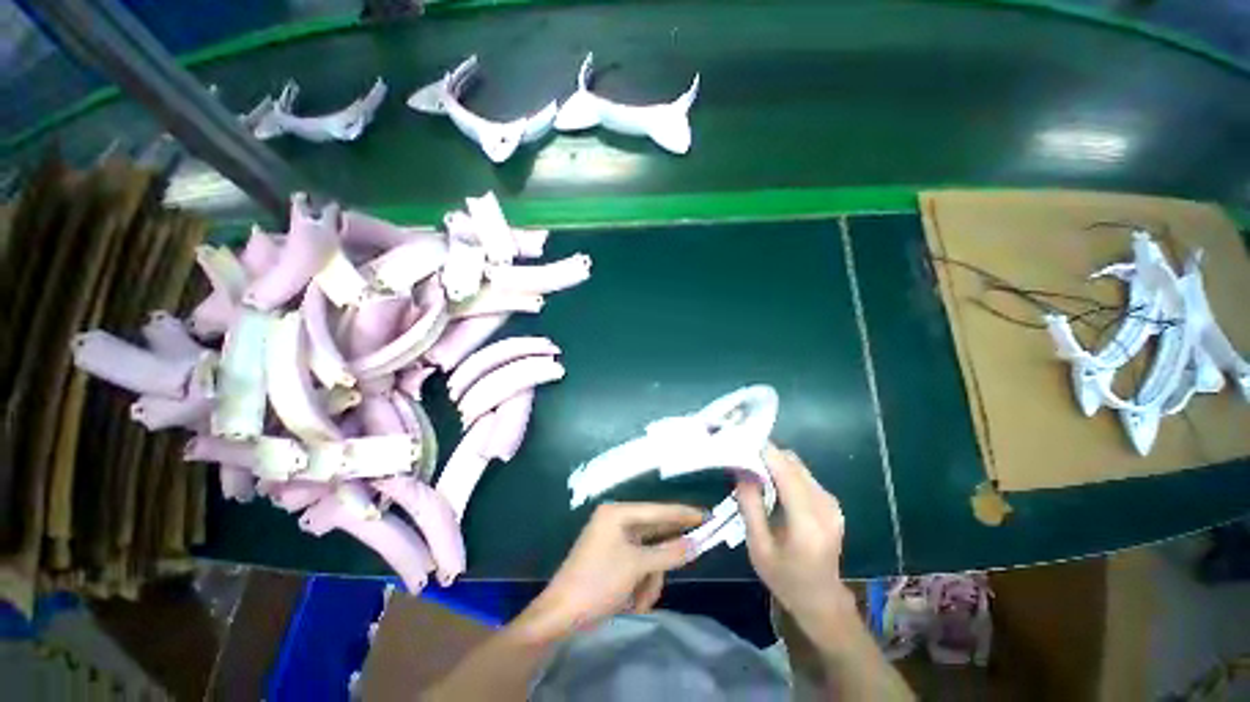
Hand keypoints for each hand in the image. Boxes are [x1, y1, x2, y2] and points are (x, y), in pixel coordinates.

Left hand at [512, 502, 703, 642]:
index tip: (706, 515)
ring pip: (647, 555)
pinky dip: (640, 584)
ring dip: (649, 579)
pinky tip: (633, 602)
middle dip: (665, 557)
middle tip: (694, 552)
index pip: (657, 510)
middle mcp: (616, 521)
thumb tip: (696, 543)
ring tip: (641, 601)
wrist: (561, 615)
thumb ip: (669, 553)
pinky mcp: (612, 558)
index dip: (682, 513)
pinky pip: (637, 566)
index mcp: (617, 513)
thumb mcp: (637, 567)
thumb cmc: (598, 582)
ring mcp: (613, 540)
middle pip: (653, 533)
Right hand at [736, 444, 856, 647]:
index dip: (763, 451)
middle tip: (740, 456)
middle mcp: (825, 506)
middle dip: (765, 455)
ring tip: (752, 469)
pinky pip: (804, 475)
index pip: (785, 471)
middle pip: (792, 463)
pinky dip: (784, 471)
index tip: (739, 441)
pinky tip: (770, 482)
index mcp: (807, 522)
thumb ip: (750, 505)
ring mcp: (831, 503)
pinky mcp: (831, 502)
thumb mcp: (758, 547)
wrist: (822, 600)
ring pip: (798, 465)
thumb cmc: (785, 578)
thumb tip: (742, 469)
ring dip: (774, 462)